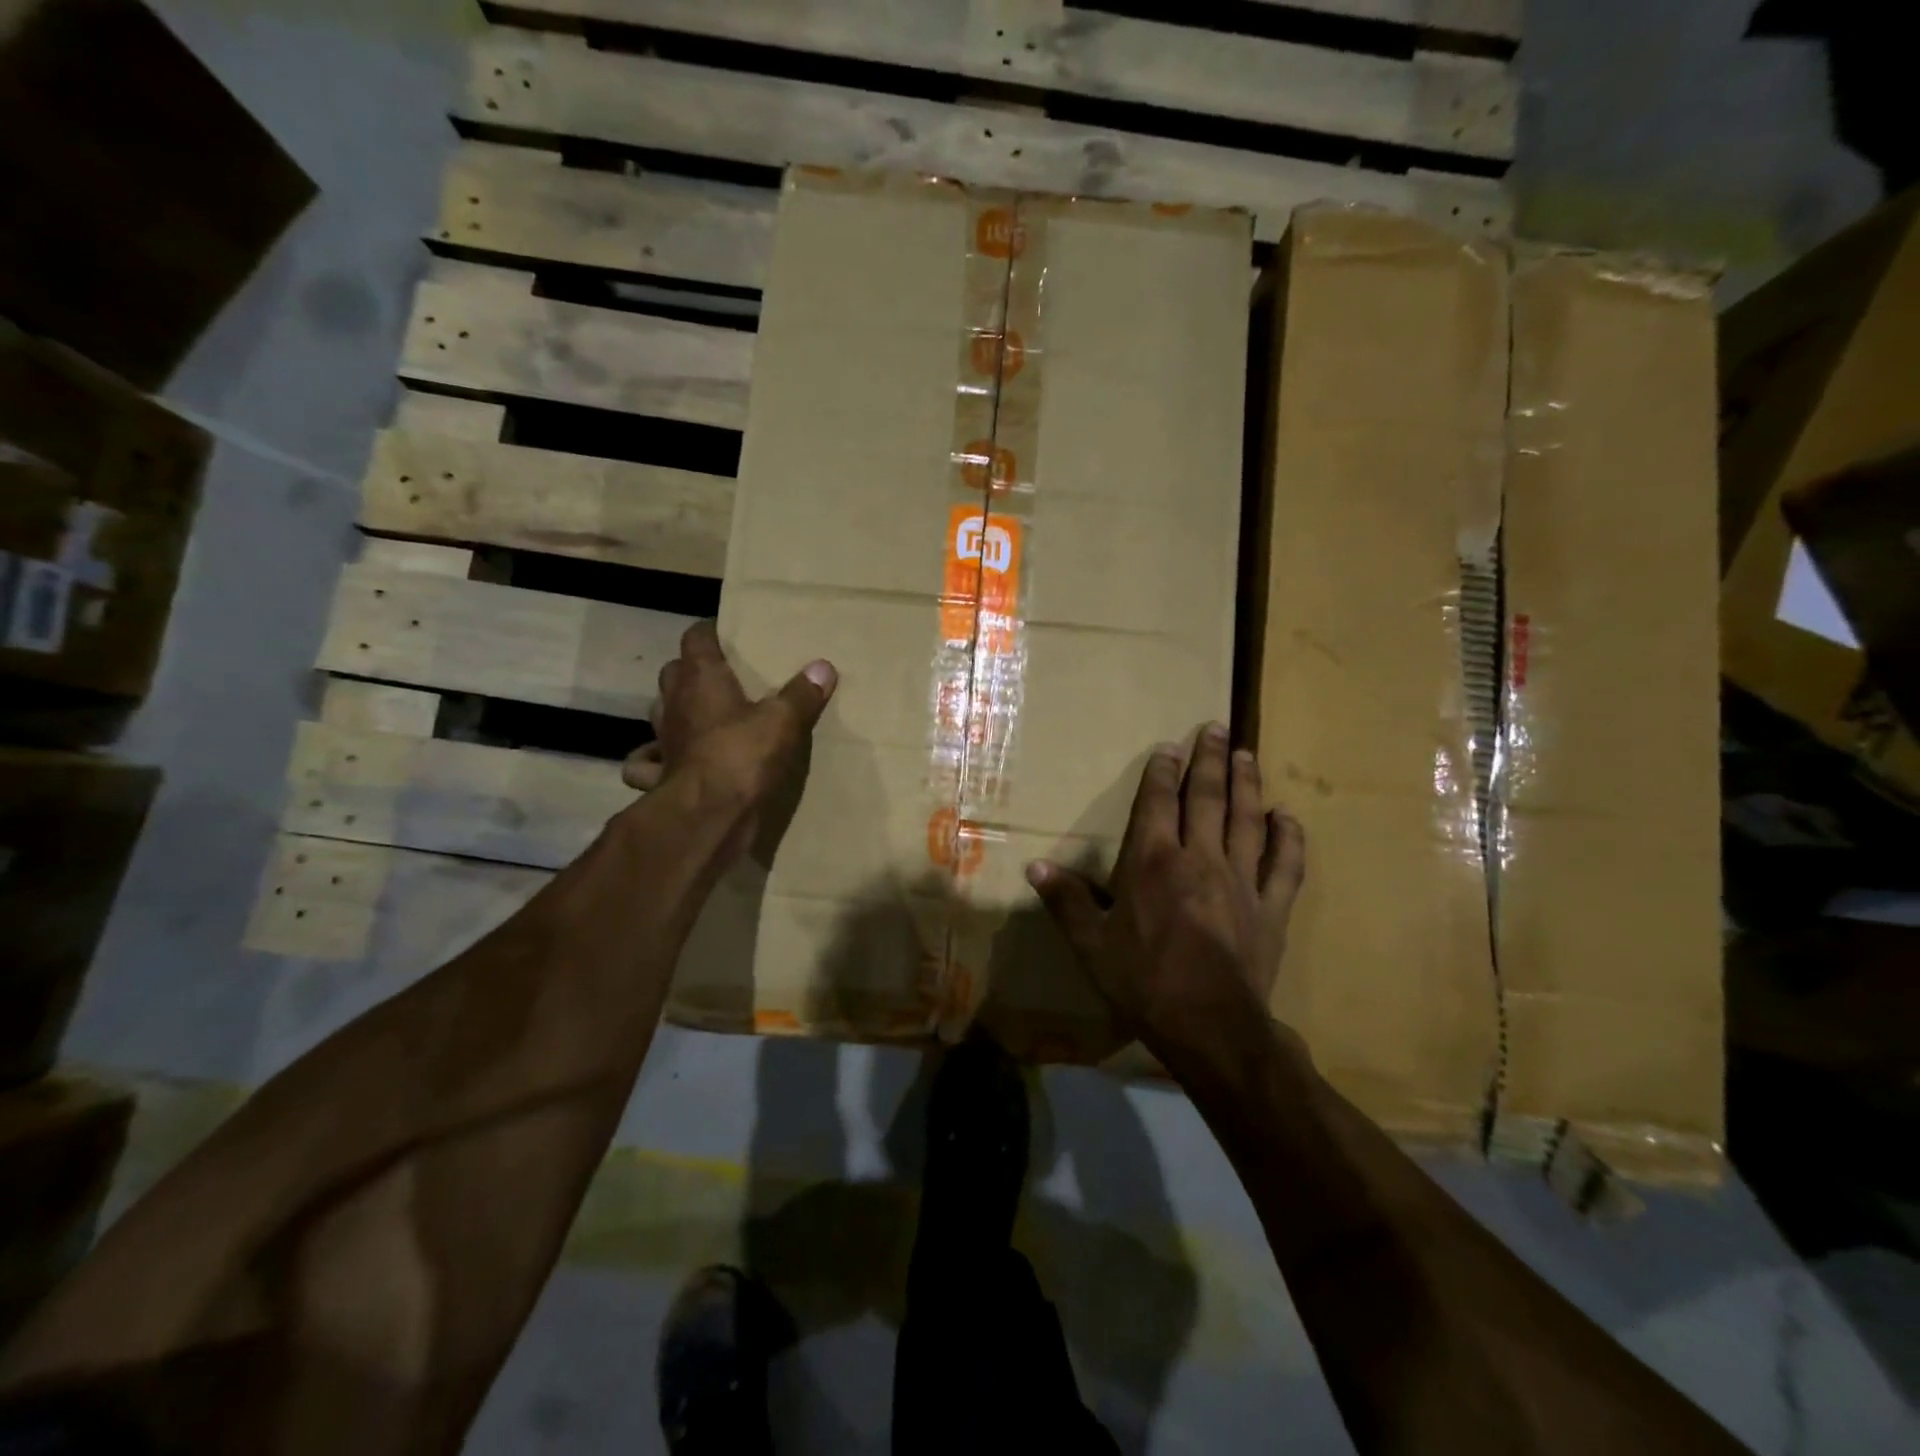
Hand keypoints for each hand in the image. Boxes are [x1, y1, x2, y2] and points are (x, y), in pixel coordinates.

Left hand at [624, 622, 836, 848]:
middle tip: (722, 677)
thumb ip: (802, 693)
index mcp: (700, 678)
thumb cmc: (743, 755)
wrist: (709, 815)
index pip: (696, 637)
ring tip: (702, 715)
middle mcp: (674, 702)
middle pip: (674, 672)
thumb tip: (823, 667)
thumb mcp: (784, 721)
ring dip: (677, 709)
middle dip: (692, 670)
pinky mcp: (659, 774)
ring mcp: (662, 739)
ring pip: (661, 711)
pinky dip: (656, 758)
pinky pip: (649, 760)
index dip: (710, 631)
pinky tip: (672, 760)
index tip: (727, 633)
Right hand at [1027, 724, 1305, 1054]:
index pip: (1158, 803)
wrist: (1210, 1027)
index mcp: (1154, 863)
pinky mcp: (1271, 908)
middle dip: (1210, 760)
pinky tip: (1287, 816)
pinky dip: (1288, 838)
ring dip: (1247, 784)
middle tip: (1216, 727)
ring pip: (1247, 820)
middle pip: (1207, 798)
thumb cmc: (1143, 982)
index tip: (1170, 746)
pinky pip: (1285, 865)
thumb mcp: (1091, 945)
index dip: (1163, 771)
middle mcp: (1200, 858)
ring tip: (1247, 754)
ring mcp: (1242, 881)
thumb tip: (1034, 867)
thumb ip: (1065, 901)